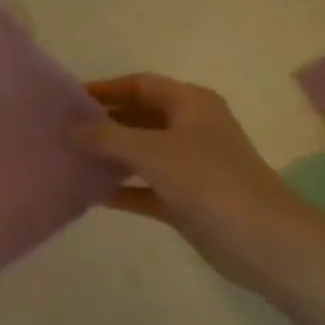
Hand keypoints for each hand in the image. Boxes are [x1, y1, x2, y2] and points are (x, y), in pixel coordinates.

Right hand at [71, 74, 321, 287]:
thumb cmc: (207, 179)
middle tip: (63, 132)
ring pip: (141, 154)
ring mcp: (190, 166)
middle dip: (104, 123)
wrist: (261, 239)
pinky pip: (146, 187)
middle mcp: (191, 129)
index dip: (105, 89)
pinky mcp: (187, 200)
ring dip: (110, 157)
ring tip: (69, 160)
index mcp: (191, 103)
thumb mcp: (151, 150)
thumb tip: (71, 129)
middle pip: (139, 117)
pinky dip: (122, 188)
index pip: (140, 85)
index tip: (68, 101)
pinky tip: (90, 194)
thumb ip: (106, 137)